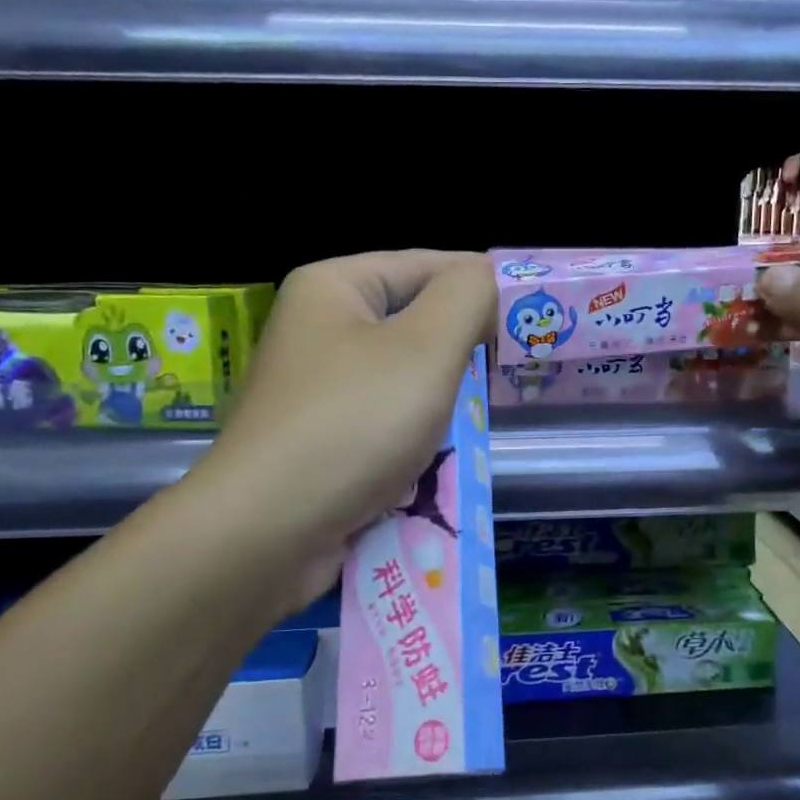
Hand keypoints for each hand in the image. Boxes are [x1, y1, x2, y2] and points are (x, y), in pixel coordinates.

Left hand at [200, 251, 495, 600]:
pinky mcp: (320, 443)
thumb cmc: (352, 424)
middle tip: (513, 372)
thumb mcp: (426, 347)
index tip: (534, 318)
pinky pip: (385, 426)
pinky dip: (416, 440)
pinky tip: (441, 460)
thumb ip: (469, 298)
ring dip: (443, 403)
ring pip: (404, 382)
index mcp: (333, 287)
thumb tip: (490, 278)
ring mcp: (316, 391)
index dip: (482, 287)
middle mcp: (318, 330)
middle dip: (462, 353)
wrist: (266, 534)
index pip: (428, 265)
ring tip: (480, 419)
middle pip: (414, 325)